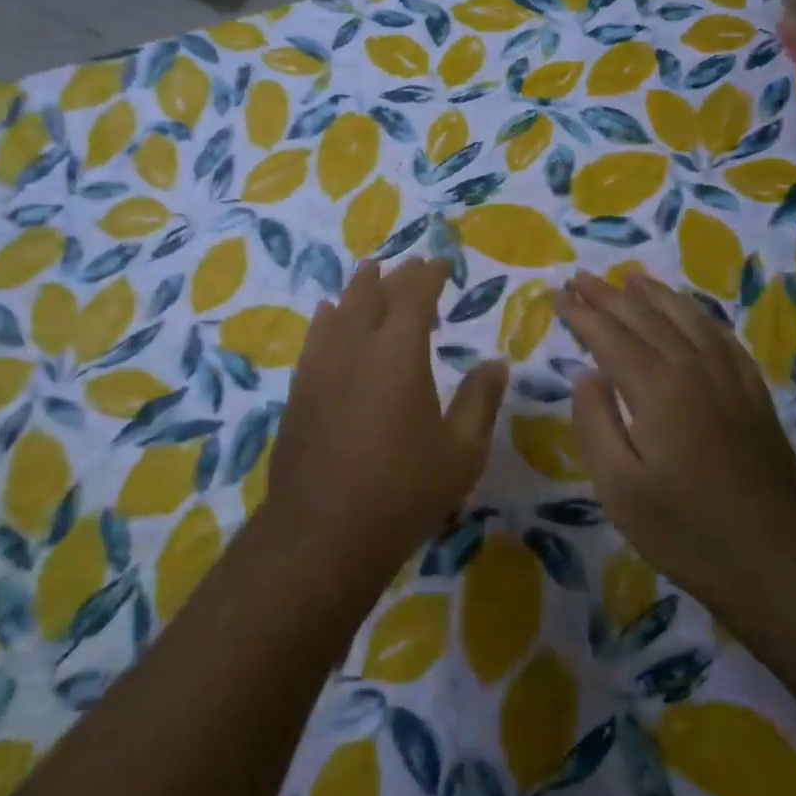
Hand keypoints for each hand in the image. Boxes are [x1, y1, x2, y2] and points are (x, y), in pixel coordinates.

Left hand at [267, 258, 507, 578]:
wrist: (323, 533)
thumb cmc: (403, 491)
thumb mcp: (461, 452)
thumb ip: (479, 401)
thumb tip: (495, 364)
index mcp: (398, 352)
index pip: (414, 295)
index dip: (429, 274)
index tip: (441, 263)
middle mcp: (355, 347)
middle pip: (373, 294)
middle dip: (395, 276)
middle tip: (411, 265)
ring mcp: (321, 367)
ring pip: (340, 310)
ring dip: (358, 288)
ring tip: (370, 273)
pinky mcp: (299, 390)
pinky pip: (315, 337)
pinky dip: (328, 318)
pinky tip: (328, 315)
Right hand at [552, 271, 795, 633]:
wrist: (777, 561)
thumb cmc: (686, 531)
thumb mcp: (619, 488)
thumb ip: (595, 424)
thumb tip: (585, 375)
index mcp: (657, 389)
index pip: (610, 336)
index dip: (581, 313)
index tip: (556, 293)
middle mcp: (694, 370)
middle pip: (646, 318)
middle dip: (609, 295)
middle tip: (580, 278)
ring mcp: (730, 379)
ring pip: (687, 319)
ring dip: (655, 295)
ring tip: (630, 278)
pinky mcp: (753, 395)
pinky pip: (722, 338)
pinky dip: (699, 316)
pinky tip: (691, 314)